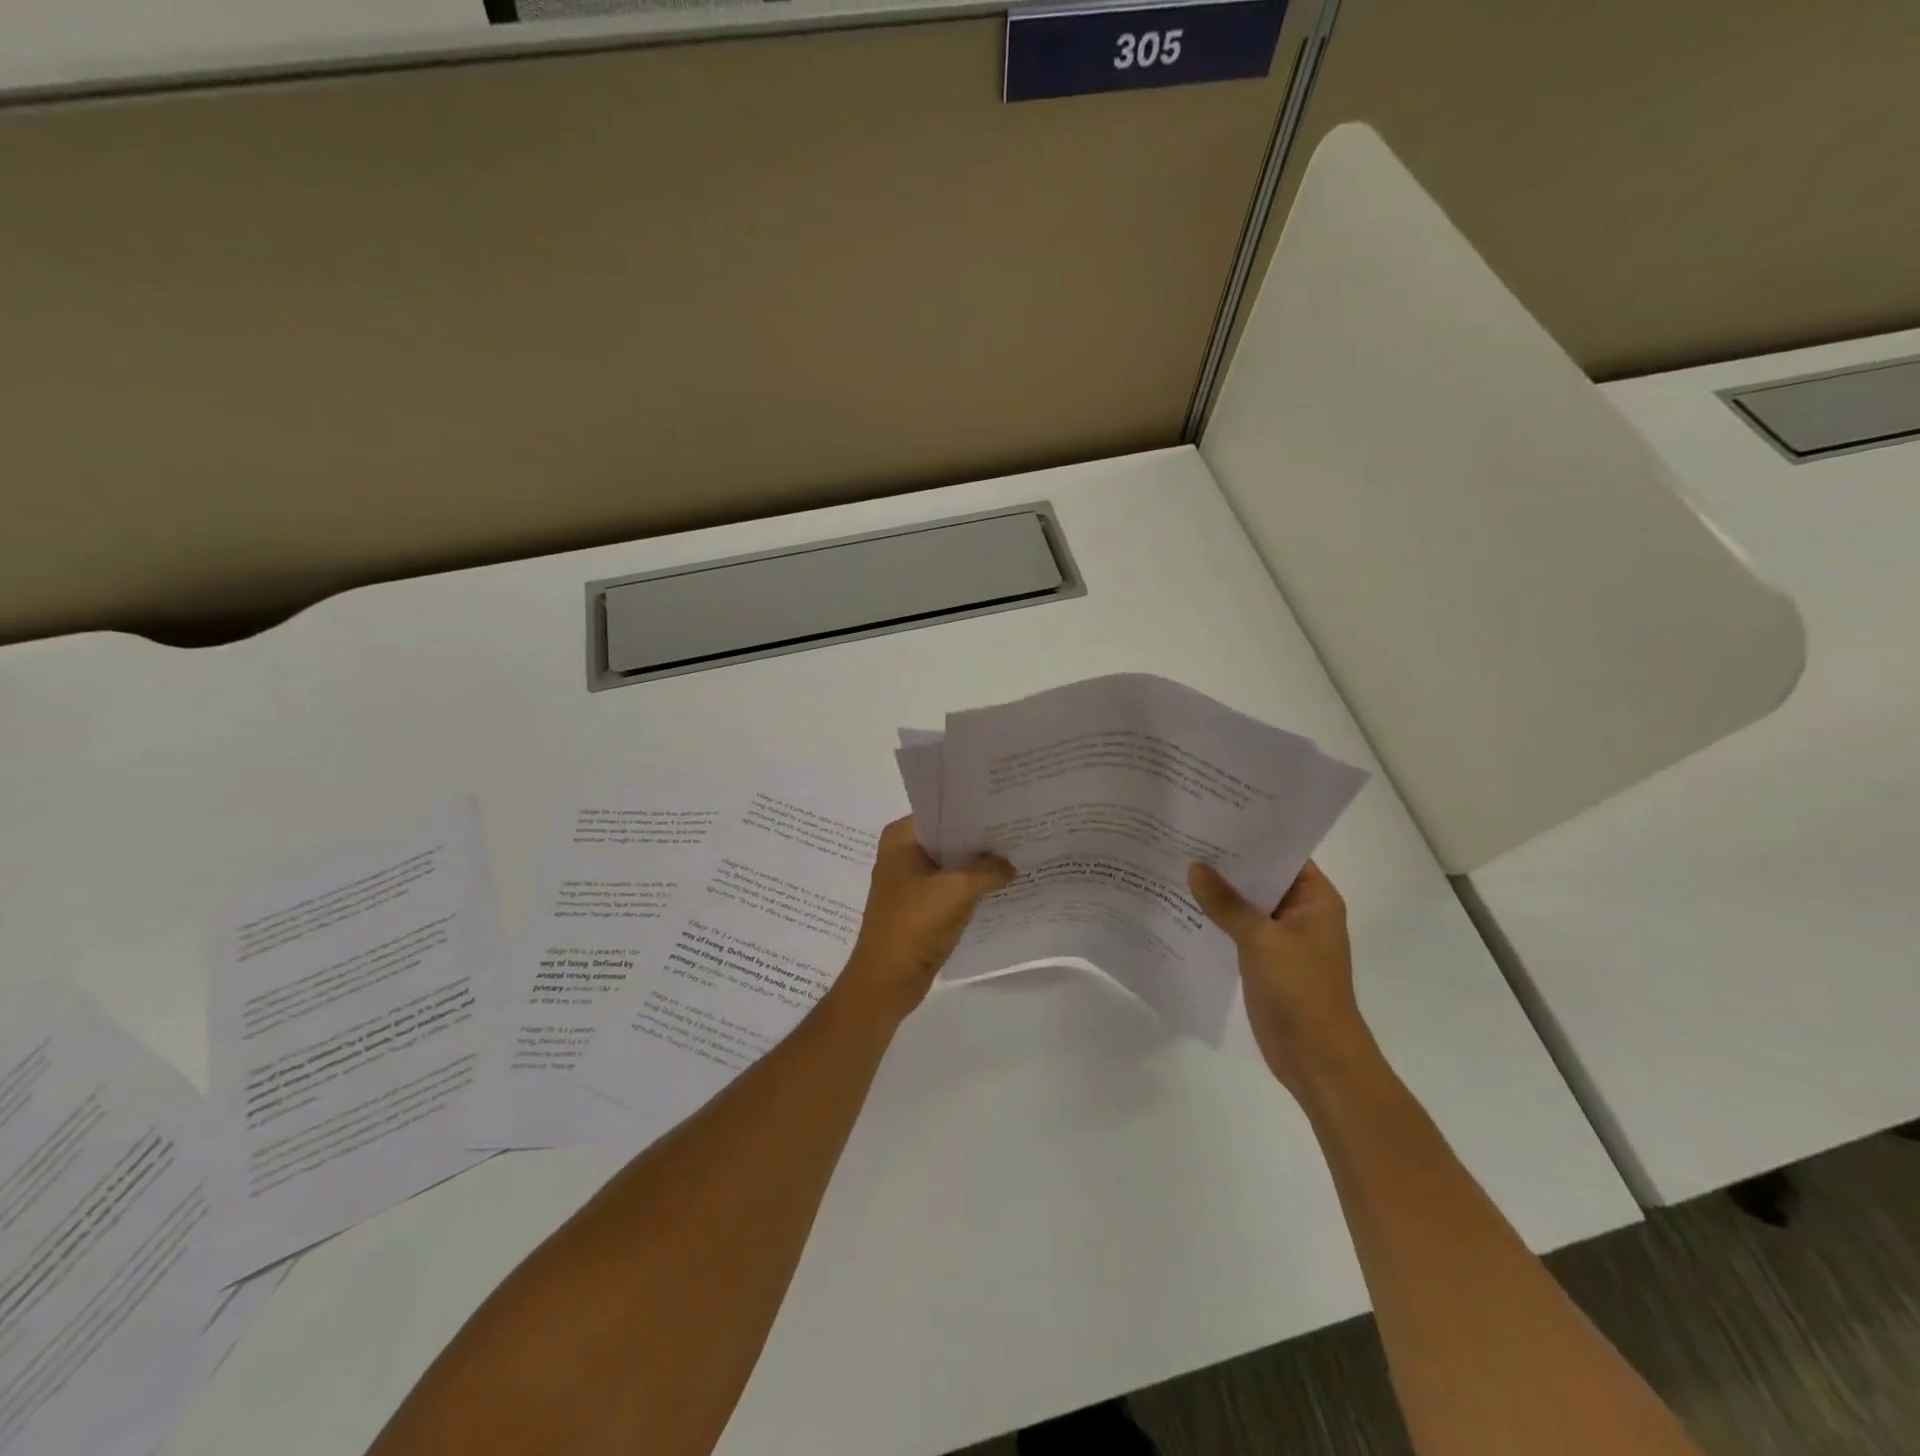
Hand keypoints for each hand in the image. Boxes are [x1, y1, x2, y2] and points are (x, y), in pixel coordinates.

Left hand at [837, 818, 1015, 1023]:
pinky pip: (951, 887)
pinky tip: (1002, 884)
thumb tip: (1010, 864)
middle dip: (980, 838)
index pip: (942, 811)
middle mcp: (902, 852)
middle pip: (948, 837)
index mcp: (901, 837)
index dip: (974, 810)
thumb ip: (989, 870)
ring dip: (978, 864)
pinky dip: (972, 886)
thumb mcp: (957, 890)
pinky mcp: (920, 906)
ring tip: (1017, 854)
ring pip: (952, 863)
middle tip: (1019, 830)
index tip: (1007, 808)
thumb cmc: (914, 924)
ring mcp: (910, 881)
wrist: (887, 980)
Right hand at [1188, 859, 1375, 1098]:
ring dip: (1217, 891)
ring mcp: (1280, 937)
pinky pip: (1236, 929)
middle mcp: (1299, 912)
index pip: (1282, 854)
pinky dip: (1214, 918)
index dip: (1250, 835)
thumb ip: (1226, 903)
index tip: (1212, 815)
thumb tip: (1194, 867)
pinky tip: (1181, 904)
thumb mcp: (1262, 940)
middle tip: (1183, 835)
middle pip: (1260, 877)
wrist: (1316, 1058)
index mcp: (1315, 899)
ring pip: (1244, 904)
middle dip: (1226, 862)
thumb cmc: (1301, 990)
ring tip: (1174, 862)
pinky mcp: (1262, 959)